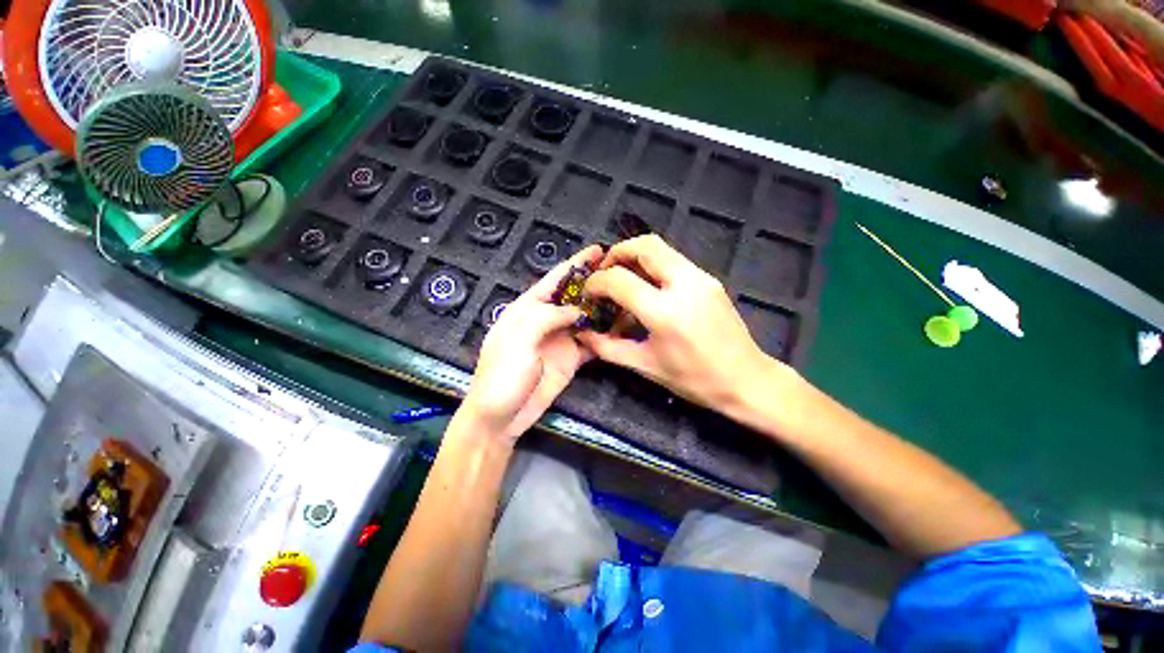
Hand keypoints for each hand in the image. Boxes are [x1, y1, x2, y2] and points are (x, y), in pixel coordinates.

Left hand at [459, 245, 604, 442]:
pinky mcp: (571, 358)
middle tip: (621, 273)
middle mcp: (545, 320)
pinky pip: (590, 342)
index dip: (575, 263)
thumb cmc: (502, 374)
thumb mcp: (519, 339)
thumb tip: (577, 310)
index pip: (554, 279)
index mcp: (527, 308)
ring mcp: (560, 339)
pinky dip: (604, 334)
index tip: (598, 249)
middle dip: (594, 283)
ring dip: (604, 308)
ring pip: (585, 318)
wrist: (500, 417)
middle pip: (574, 296)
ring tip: (628, 297)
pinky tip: (621, 328)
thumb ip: (547, 317)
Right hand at [576, 235, 785, 409]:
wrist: (747, 380)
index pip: (619, 280)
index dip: (597, 282)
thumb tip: (583, 335)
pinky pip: (674, 261)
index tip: (589, 292)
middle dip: (617, 253)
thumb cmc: (694, 379)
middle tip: (605, 272)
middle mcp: (684, 285)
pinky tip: (648, 291)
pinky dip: (653, 267)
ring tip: (624, 279)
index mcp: (664, 312)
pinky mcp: (710, 279)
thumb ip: (608, 348)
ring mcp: (701, 278)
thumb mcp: (645, 366)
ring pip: (661, 249)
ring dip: (636, 257)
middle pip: (644, 246)